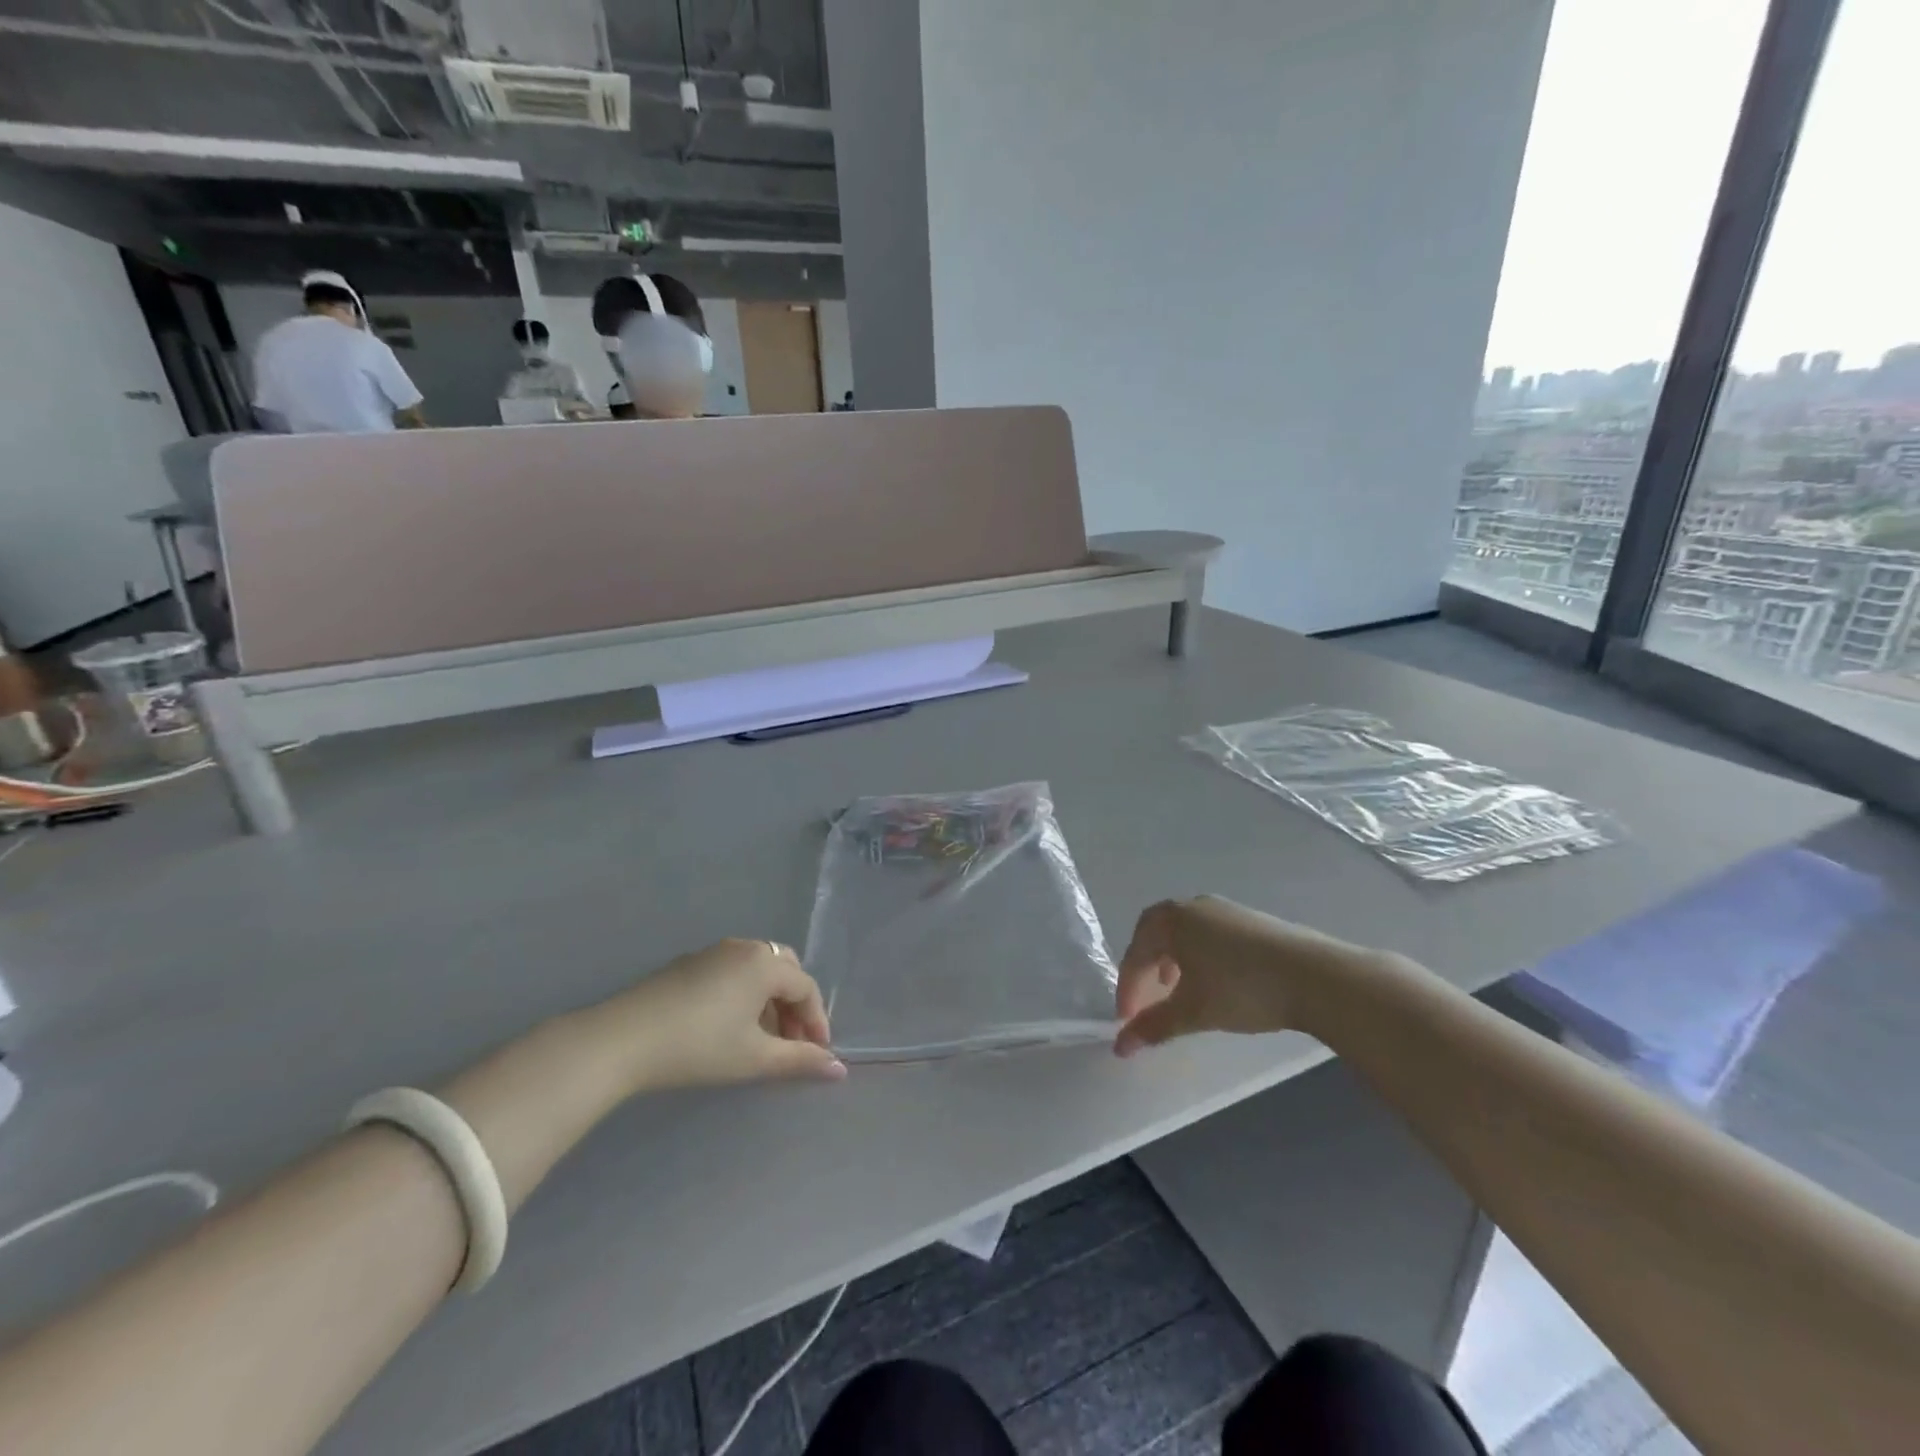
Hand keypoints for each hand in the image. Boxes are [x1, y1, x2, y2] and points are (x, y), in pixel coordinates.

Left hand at [610, 939, 847, 1089]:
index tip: (817, 1054)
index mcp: (764, 964)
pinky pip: (732, 971)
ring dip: (769, 999)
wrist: (623, 1039)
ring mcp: (713, 952)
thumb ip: (800, 1061)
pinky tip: (728, 1026)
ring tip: (762, 1038)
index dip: (817, 1021)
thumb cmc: (699, 1047)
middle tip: (791, 1042)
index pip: (806, 988)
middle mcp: (744, 948)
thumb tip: (840, 1070)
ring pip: (757, 968)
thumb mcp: (754, 1058)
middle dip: (794, 1005)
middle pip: (785, 969)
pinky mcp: (687, 963)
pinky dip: (744, 993)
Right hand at [1113, 897, 1370, 1055]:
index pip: (1135, 952)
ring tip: (1178, 989)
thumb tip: (1120, 1046)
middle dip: (1145, 966)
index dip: (1127, 987)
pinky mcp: (1250, 919)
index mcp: (1171, 920)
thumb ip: (1154, 1026)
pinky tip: (1214, 981)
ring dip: (1172, 960)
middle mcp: (1193, 906)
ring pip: (1184, 932)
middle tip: (1145, 998)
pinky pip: (1208, 933)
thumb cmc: (1242, 989)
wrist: (1314, 975)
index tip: (1127, 1020)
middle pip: (1156, 933)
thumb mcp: (1193, 1011)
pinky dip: (1198, 955)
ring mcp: (1224, 909)